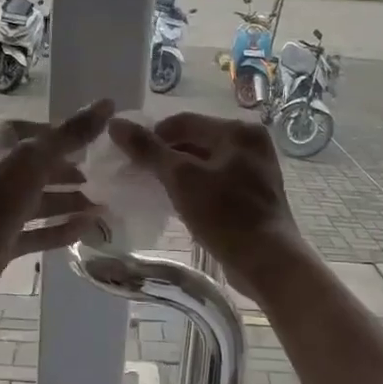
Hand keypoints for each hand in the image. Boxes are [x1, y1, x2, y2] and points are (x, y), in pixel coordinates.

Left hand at [0, 101, 114, 301]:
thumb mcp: (36, 157)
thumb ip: (71, 133)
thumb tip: (107, 102)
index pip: (25, 131)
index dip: (56, 133)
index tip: (86, 141)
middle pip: (32, 168)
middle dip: (65, 172)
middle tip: (96, 178)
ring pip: (35, 201)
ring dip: (66, 202)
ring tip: (99, 207)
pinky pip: (34, 231)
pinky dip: (58, 229)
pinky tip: (85, 229)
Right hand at [107, 112, 305, 295]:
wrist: (267, 262)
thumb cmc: (225, 215)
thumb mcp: (181, 179)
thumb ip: (148, 150)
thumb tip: (115, 123)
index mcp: (238, 130)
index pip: (182, 121)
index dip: (151, 136)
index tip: (127, 158)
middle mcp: (250, 142)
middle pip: (195, 139)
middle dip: (165, 156)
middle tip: (138, 175)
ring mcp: (255, 169)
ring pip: (205, 162)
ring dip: (178, 173)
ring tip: (154, 190)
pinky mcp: (254, 193)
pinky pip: (216, 180)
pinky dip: (195, 187)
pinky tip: (178, 203)